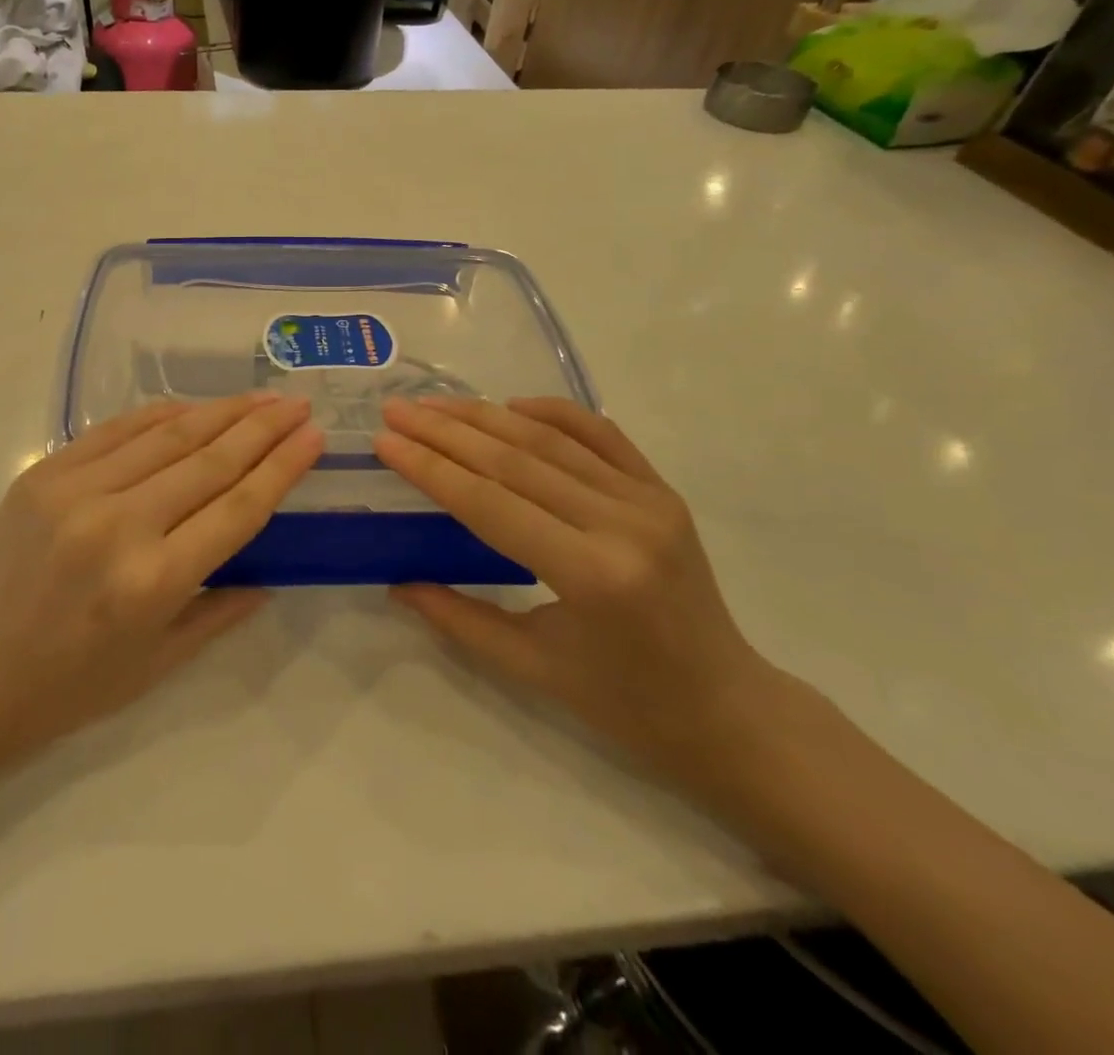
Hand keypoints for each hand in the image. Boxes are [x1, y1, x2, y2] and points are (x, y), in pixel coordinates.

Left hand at [0, 393, 322, 779]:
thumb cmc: (67, 688)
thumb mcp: (158, 665)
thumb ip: (221, 609)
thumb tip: (271, 571)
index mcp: (152, 582)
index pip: (237, 508)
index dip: (282, 468)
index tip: (314, 437)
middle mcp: (118, 525)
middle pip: (209, 461)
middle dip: (262, 428)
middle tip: (298, 405)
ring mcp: (75, 490)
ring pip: (167, 435)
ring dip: (221, 411)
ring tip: (261, 397)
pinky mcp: (44, 473)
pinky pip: (117, 429)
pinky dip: (161, 414)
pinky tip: (193, 406)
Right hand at [376, 397, 781, 786]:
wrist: (728, 709)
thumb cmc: (626, 703)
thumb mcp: (532, 668)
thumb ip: (459, 619)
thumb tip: (396, 583)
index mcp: (590, 575)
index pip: (489, 504)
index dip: (430, 468)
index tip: (385, 440)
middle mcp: (622, 524)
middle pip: (514, 460)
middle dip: (446, 431)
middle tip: (397, 409)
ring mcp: (648, 500)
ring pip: (551, 439)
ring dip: (485, 416)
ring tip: (434, 403)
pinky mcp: (662, 491)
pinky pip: (601, 435)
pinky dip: (553, 412)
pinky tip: (509, 405)